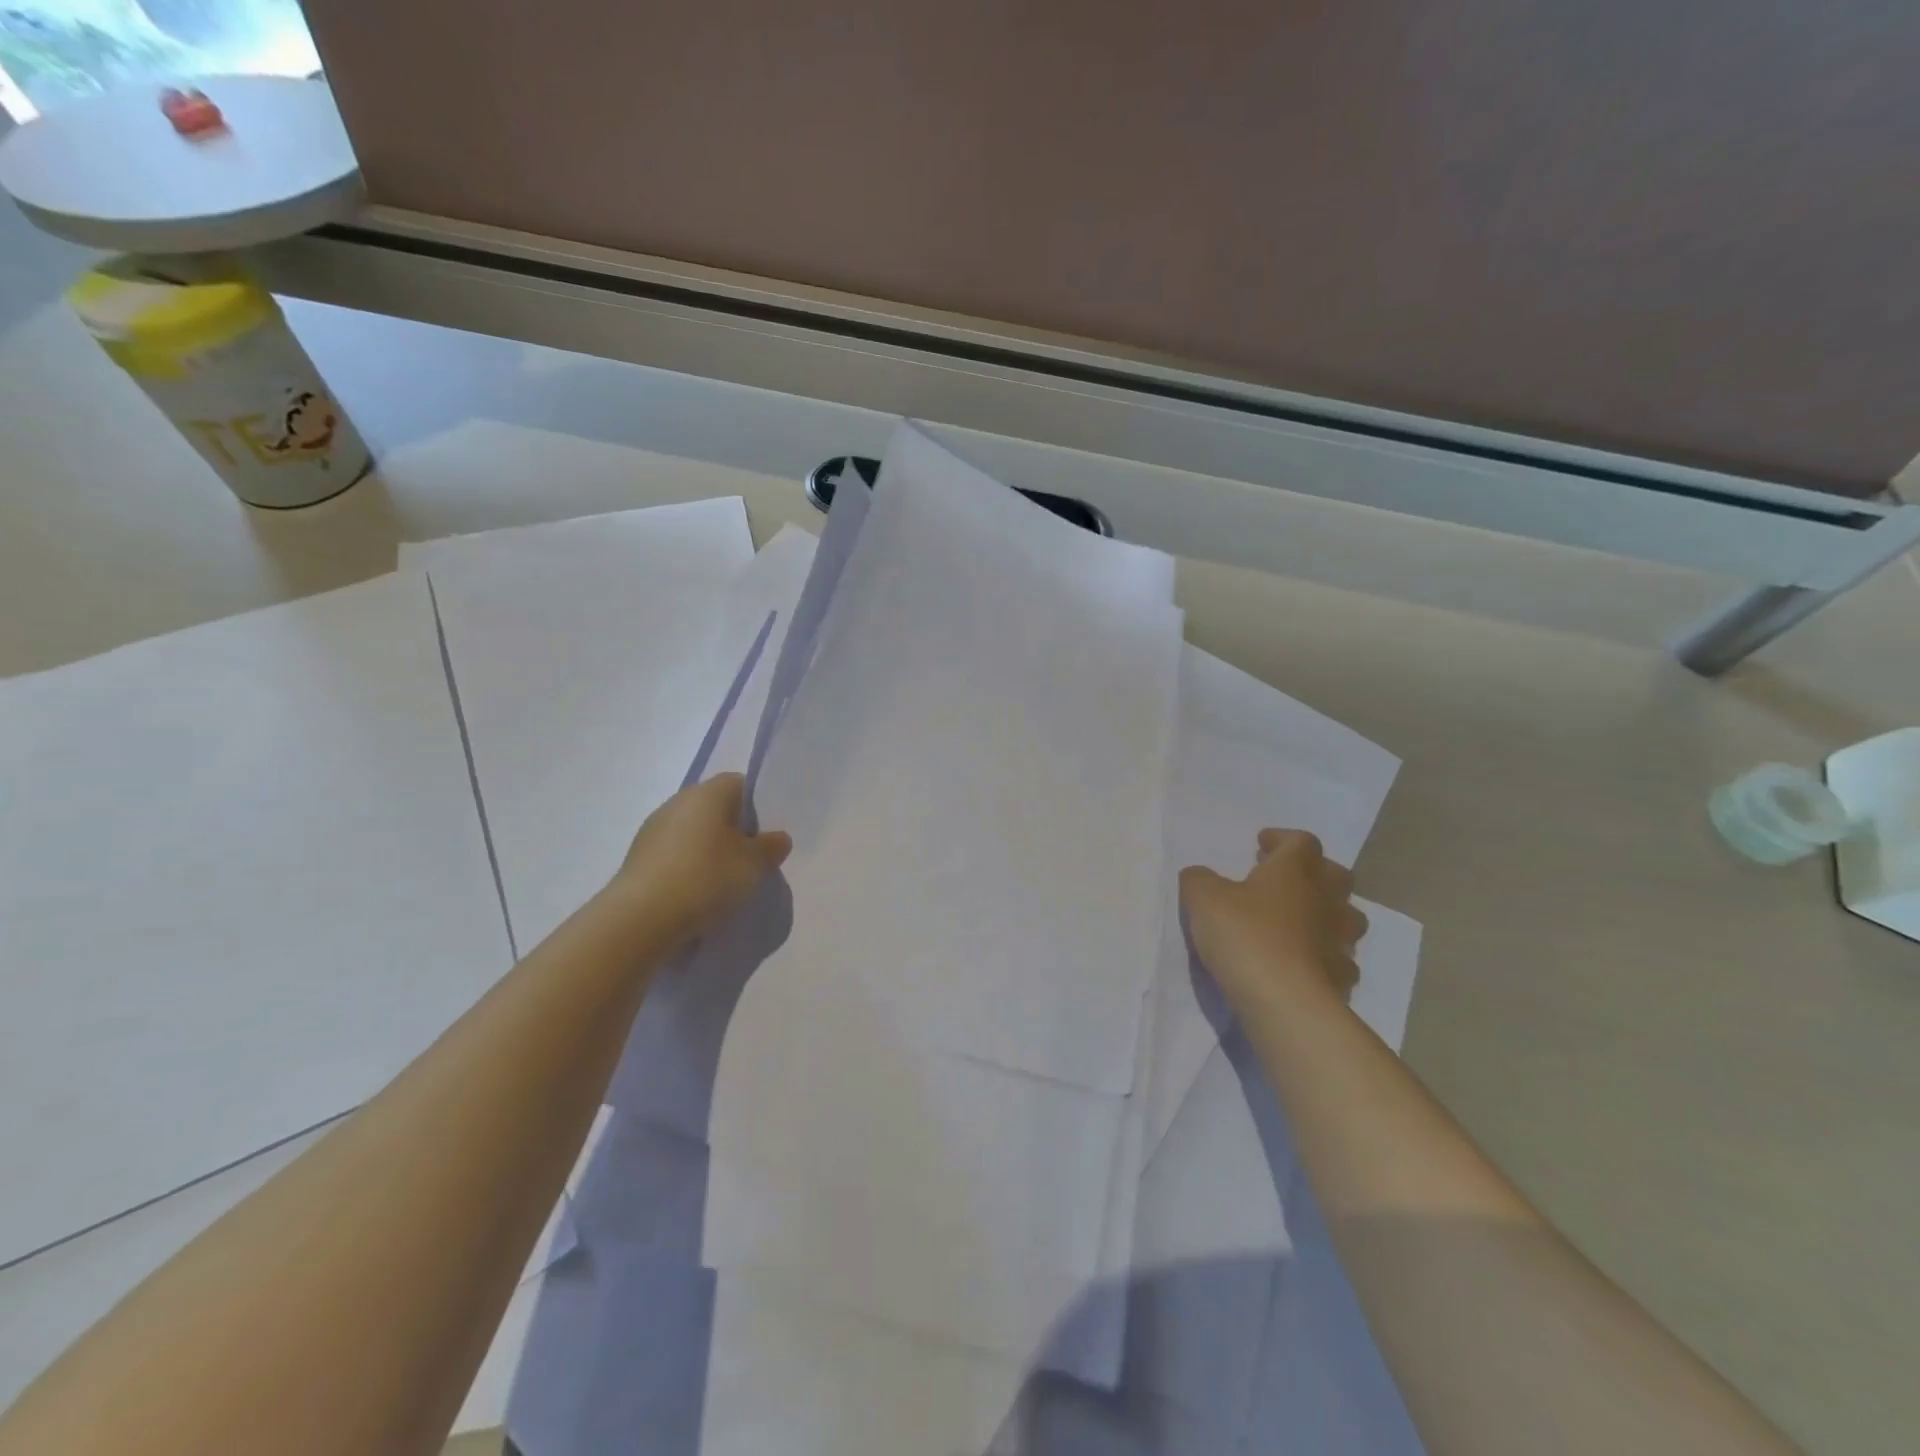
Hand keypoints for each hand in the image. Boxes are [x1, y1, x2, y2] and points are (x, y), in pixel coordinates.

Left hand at [606, 773, 791, 947]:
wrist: (640, 919)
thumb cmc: (706, 878)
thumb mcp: (754, 865)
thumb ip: (770, 848)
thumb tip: (777, 838)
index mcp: (707, 793)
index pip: (738, 784)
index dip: (756, 806)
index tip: (766, 834)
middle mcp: (677, 802)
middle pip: (714, 808)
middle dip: (733, 830)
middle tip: (750, 859)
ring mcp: (652, 830)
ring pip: (692, 833)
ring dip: (708, 851)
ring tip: (724, 882)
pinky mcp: (638, 859)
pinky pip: (673, 855)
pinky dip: (687, 868)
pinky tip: (697, 894)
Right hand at [1180, 829, 1367, 1015]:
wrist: (1285, 1001)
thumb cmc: (1245, 936)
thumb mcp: (1203, 899)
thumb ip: (1199, 880)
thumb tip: (1200, 875)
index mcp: (1294, 871)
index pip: (1300, 841)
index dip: (1282, 838)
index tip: (1262, 844)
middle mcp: (1325, 899)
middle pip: (1335, 875)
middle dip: (1313, 872)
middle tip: (1285, 879)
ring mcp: (1340, 940)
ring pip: (1347, 917)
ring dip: (1328, 913)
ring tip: (1301, 922)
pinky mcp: (1342, 977)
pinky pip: (1341, 958)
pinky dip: (1326, 956)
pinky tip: (1306, 963)